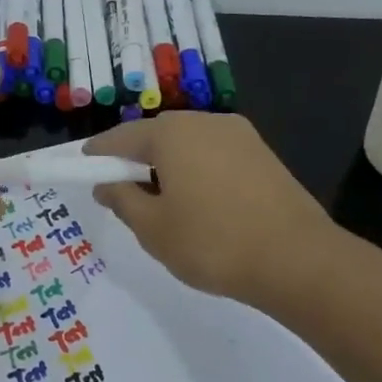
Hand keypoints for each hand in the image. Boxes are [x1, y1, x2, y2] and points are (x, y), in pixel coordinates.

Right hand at [83, 112, 335, 305]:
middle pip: (156, 135)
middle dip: (135, 159)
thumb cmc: (212, 243)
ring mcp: (239, 134)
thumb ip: (122, 199)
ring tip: (162, 201)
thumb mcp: (152, 228)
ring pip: (188, 144)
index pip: (120, 138)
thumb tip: (106, 183)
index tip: (83, 170)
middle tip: (122, 191)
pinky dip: (197, 170)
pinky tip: (199, 202)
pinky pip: (214, 154)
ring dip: (168, 164)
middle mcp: (204, 121)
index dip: (97, 155)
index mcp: (171, 133)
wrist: (298, 260)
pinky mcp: (262, 153)